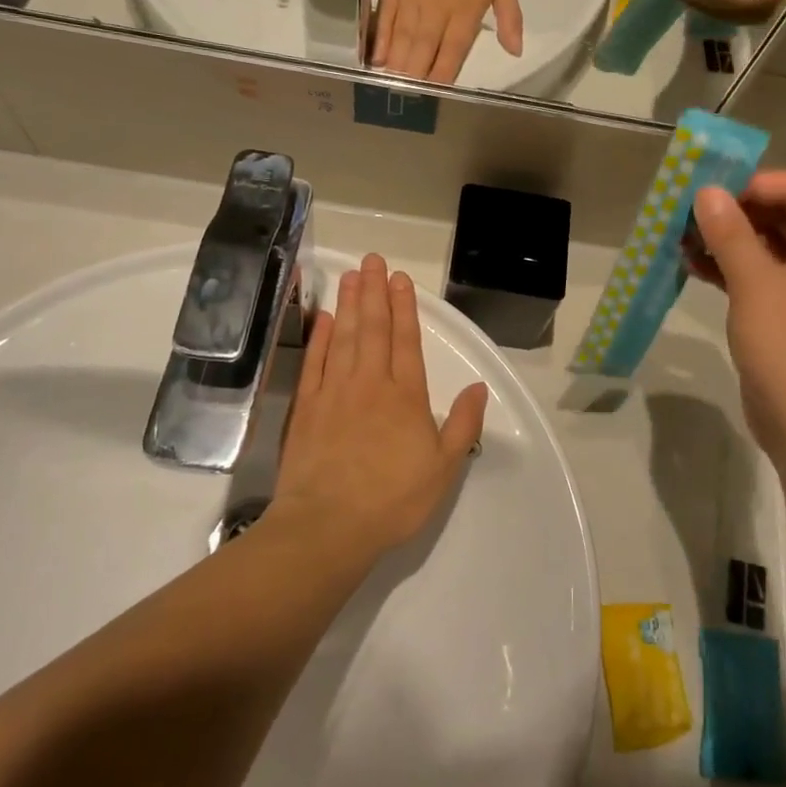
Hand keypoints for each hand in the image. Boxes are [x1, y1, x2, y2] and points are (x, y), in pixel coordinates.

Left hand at [271, 254, 488, 564]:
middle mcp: (370, 383)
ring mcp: (334, 392)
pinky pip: (315, 362)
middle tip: (372, 260)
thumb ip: (463, 425)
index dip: (405, 307)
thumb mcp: (444, 469)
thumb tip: (479, 387)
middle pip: (373, 328)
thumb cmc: (392, 500)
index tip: (400, 278)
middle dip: (375, 292)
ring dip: (350, 303)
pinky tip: (325, 317)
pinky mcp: (306, 407)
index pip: (406, 341)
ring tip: (352, 275)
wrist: (328, 526)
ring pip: (344, 337)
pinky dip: (320, 337)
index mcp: (405, 396)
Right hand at [371, 0, 523, 82]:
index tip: (437, 94)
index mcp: (465, 11)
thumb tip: (516, 51)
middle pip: (424, 52)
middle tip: (410, 99)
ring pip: (403, 41)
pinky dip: (380, 41)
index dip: (444, 76)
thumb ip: (509, 17)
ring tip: (393, 87)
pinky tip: (377, 60)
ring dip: (398, 66)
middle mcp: (436, 11)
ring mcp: (411, 1)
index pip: (453, 52)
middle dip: (417, 78)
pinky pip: (385, 21)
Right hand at [688, 172, 785, 471]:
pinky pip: (762, 276)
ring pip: (768, 247)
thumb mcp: (756, 286)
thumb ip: (731, 234)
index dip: (751, 183)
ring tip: (680, 237)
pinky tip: (692, 265)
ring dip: (727, 240)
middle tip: (686, 211)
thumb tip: (707, 191)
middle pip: (782, 216)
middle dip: (733, 211)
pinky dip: (731, 268)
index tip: (705, 190)